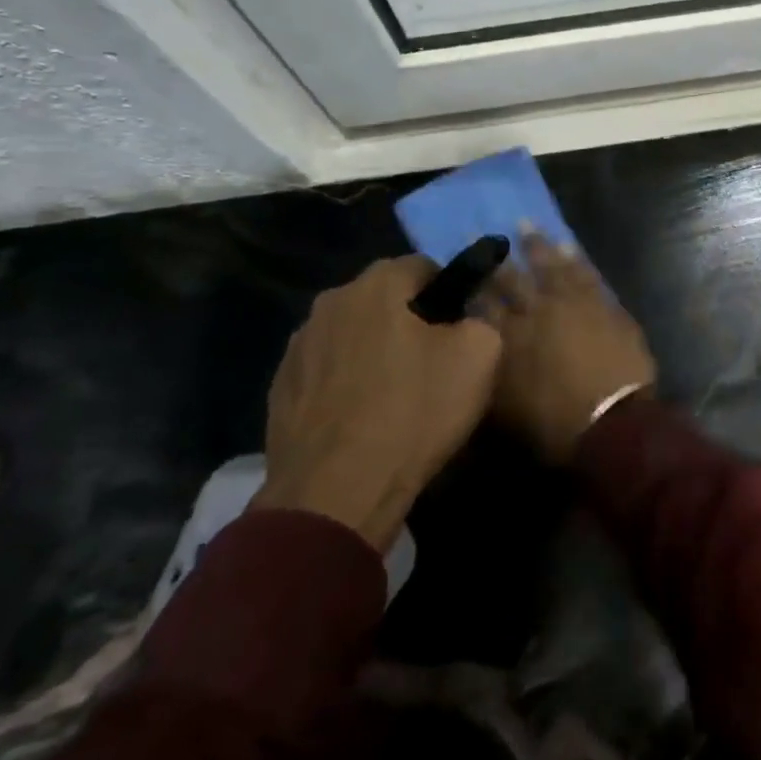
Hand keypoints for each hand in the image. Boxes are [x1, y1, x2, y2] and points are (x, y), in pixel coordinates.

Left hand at [252, 257, 500, 550]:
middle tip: (433, 362)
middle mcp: (329, 304)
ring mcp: (297, 348)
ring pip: (352, 336)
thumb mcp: (479, 356)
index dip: (448, 291)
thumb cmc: (413, 412)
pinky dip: (346, 385)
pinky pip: (327, 373)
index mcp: (375, 286)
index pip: (422, 265)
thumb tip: (466, 320)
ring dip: (373, 352)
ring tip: (396, 396)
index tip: (460, 327)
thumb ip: (481, 319)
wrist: (336, 493)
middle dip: (408, 320)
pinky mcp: (279, 391)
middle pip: (382, 300)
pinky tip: (363, 419)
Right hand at [482, 232, 656, 463]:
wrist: (612, 422)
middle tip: (487, 231)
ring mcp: (574, 304)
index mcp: (510, 337)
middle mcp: (538, 312)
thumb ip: (491, 373)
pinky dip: (576, 259)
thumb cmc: (554, 424)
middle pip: (514, 279)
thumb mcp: (505, 408)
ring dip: (539, 246)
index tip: (464, 268)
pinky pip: (586, 274)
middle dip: (499, 258)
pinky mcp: (604, 306)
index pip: (484, 303)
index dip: (473, 285)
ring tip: (527, 225)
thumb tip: (481, 350)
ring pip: (552, 267)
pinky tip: (569, 247)